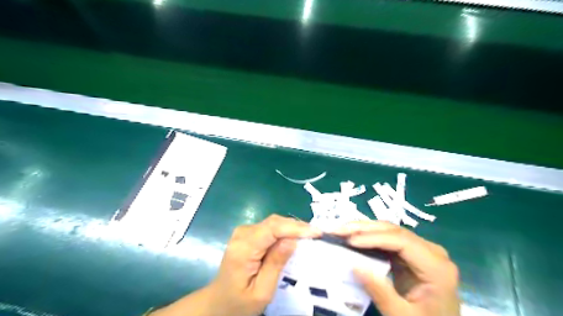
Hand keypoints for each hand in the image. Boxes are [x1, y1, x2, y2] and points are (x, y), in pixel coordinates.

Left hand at [151, 214, 321, 315]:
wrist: (218, 301)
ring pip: (273, 222)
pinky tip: (295, 237)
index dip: (295, 227)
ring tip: (310, 235)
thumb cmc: (240, 302)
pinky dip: (284, 230)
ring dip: (292, 227)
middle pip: (273, 222)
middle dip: (296, 226)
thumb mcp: (262, 291)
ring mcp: (243, 232)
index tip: (316, 232)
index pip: (272, 229)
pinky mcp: (247, 233)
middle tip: (316, 234)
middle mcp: (242, 234)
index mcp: (243, 249)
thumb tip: (292, 240)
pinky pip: (269, 227)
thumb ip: (276, 263)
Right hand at [334, 222, 456, 315]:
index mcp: (436, 267)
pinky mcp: (412, 253)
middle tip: (338, 229)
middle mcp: (432, 251)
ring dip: (364, 229)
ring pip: (389, 231)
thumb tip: (354, 266)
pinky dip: (369, 237)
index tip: (349, 241)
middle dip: (363, 228)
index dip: (373, 237)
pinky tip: (354, 237)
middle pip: (394, 231)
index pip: (401, 241)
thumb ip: (380, 292)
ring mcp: (422, 250)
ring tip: (341, 230)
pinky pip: (388, 239)